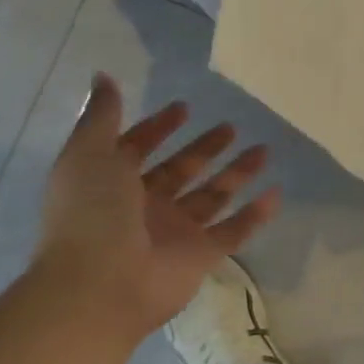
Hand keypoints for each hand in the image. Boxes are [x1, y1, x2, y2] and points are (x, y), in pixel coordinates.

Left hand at [34, 73, 280, 338]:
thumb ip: (101, 116)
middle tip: (230, 127)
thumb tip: (101, 75)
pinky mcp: (200, 256)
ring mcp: (173, 233)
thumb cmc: (91, 214)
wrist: (98, 287)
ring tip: (263, 150)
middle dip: (204, 149)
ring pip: (211, 197)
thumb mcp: (88, 154)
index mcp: (112, 182)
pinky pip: (233, 231)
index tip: (185, 107)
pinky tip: (275, 192)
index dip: (158, 127)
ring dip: (236, 174)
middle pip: (181, 171)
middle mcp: (143, 206)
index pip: (138, 148)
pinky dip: (254, 215)